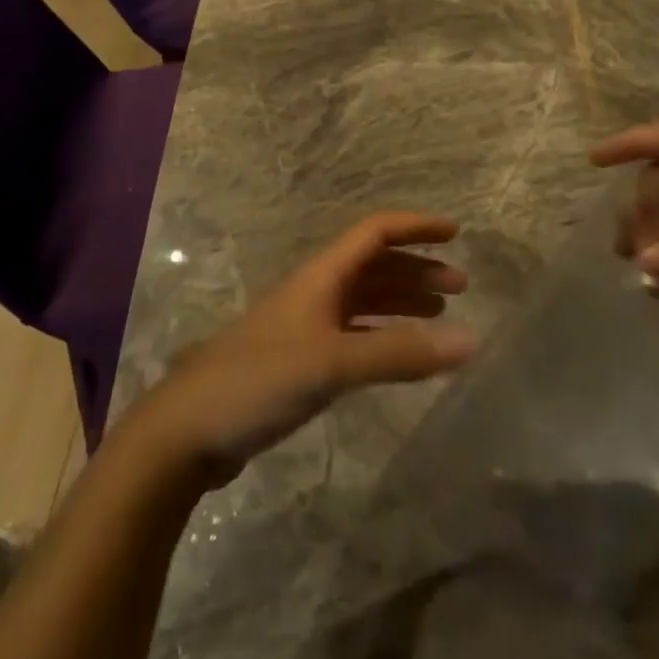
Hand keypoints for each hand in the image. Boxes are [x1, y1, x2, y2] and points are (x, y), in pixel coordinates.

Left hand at [129, 213, 474, 482]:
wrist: (187, 431)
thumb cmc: (260, 379)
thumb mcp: (333, 363)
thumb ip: (400, 354)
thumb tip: (471, 341)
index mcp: (322, 276)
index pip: (375, 233)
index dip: (414, 227)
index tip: (454, 232)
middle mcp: (317, 292)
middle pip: (375, 266)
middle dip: (417, 269)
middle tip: (459, 286)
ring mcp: (306, 327)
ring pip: (365, 301)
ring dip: (403, 301)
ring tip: (440, 314)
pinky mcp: (300, 362)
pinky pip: (355, 335)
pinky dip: (383, 337)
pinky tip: (401, 354)